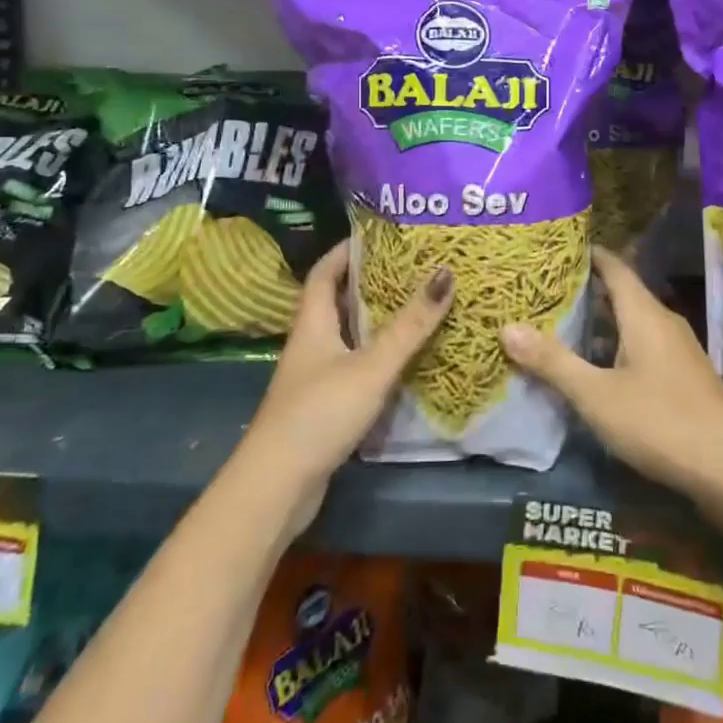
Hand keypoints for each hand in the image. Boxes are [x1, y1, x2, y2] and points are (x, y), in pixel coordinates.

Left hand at [241, 242, 453, 530]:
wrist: (277, 487)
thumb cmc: (320, 414)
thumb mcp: (371, 366)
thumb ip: (410, 325)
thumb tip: (446, 273)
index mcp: (313, 323)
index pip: (325, 271)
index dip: (348, 249)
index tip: (381, 234)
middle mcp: (311, 343)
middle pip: (338, 300)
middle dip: (371, 281)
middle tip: (413, 267)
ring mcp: (315, 376)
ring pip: (348, 334)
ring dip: (377, 319)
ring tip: (417, 304)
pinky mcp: (324, 404)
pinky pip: (354, 364)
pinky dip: (377, 354)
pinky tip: (405, 358)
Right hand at [501, 247, 722, 510]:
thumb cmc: (661, 422)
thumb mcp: (597, 395)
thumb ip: (553, 362)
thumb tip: (507, 327)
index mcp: (644, 314)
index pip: (613, 267)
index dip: (587, 254)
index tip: (555, 248)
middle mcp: (664, 322)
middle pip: (622, 294)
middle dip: (586, 290)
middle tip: (544, 290)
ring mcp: (679, 351)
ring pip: (633, 323)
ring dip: (601, 322)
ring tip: (561, 325)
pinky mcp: (685, 378)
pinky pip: (644, 347)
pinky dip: (617, 347)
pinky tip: (597, 368)